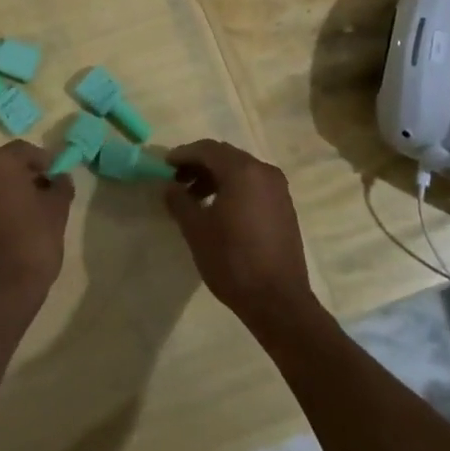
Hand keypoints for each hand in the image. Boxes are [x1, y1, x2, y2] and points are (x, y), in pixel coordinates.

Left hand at [0, 141, 71, 308]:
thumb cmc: (33, 239)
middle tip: (47, 192)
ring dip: (11, 189)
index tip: (58, 176)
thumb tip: (60, 177)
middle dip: (26, 174)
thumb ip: (60, 185)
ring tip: (32, 209)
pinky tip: (15, 221)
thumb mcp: (57, 209)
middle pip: (6, 164)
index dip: (44, 161)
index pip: (25, 150)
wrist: (1, 287)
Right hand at [164, 139, 319, 338]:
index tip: (164, 165)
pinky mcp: (285, 207)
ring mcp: (278, 189)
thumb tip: (170, 187)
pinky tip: (219, 210)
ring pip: (241, 170)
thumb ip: (179, 201)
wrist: (278, 301)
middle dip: (199, 164)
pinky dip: (234, 188)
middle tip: (177, 180)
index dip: (183, 154)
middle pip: (225, 156)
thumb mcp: (196, 230)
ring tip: (194, 198)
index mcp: (243, 171)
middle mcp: (264, 172)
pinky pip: (254, 185)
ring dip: (215, 177)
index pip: (207, 149)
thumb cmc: (233, 261)